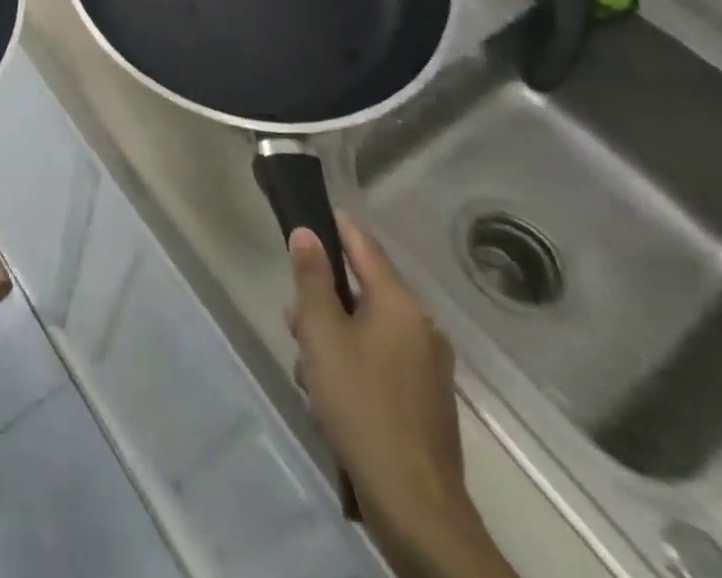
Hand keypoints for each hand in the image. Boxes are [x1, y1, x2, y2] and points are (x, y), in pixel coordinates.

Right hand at [288, 215, 516, 577]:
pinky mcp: (423, 400)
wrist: (414, 506)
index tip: (305, 215)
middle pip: (360, 290)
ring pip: (364, 329)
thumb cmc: (361, 404)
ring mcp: (426, 367)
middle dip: (322, 302)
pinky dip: (351, 366)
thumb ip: (312, 279)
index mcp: (400, 305)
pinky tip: (329, 399)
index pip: (363, 245)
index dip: (334, 226)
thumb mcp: (322, 334)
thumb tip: (307, 232)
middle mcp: (420, 328)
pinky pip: (378, 360)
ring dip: (331, 339)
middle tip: (295, 326)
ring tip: (309, 373)